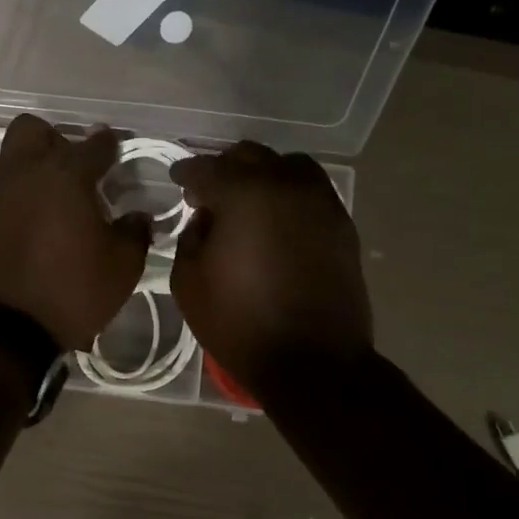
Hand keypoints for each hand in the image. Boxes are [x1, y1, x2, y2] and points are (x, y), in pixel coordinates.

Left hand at [0, 116, 151, 349]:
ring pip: (13, 159)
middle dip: (57, 141)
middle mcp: (25, 172)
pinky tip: (31, 228)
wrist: (1, 330)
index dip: (111, 145)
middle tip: (76, 171)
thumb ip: (135, 234)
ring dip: (34, 170)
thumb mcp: (121, 269)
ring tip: (54, 204)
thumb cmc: (69, 293)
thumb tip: (139, 216)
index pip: (95, 144)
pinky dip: (17, 199)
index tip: (118, 152)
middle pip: (36, 130)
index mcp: (66, 176)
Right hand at [169, 142, 372, 397]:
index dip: (185, 173)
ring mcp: (320, 202)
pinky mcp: (342, 223)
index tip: (176, 181)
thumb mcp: (189, 283)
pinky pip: (312, 190)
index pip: (206, 168)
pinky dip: (290, 193)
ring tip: (249, 201)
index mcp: (243, 195)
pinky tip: (278, 219)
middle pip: (249, 156)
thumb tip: (206, 219)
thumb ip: (190, 238)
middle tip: (208, 194)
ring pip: (287, 165)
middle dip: (223, 169)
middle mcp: (285, 185)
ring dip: (262, 174)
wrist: (313, 362)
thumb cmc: (240, 324)